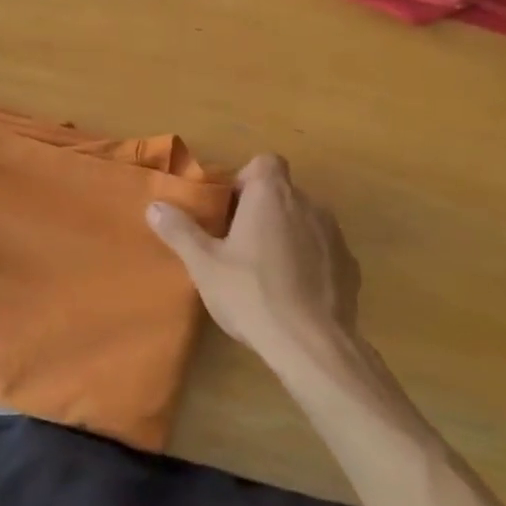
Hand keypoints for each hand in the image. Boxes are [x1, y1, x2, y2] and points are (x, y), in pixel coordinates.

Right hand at [146, 154, 360, 377]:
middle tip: (240, 246)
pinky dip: (310, 262)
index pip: (265, 162)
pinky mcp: (350, 265)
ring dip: (288, 235)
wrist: (312, 343)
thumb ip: (180, 231)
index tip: (231, 210)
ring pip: (305, 221)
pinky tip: (295, 293)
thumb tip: (154, 206)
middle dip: (263, 211)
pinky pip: (324, 251)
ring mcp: (334, 234)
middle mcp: (308, 203)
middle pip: (283, 193)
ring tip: (267, 272)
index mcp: (271, 195)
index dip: (247, 180)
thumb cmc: (251, 294)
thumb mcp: (204, 265)